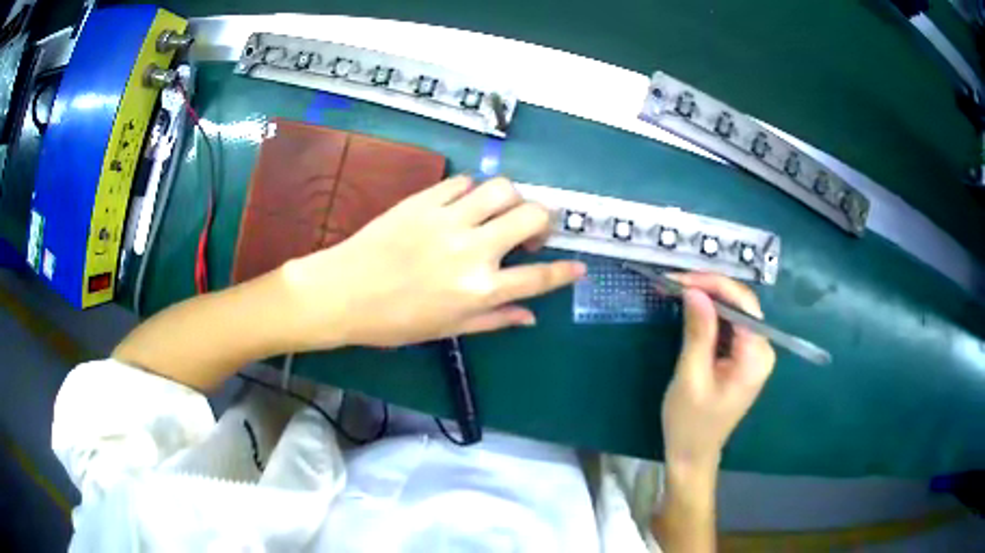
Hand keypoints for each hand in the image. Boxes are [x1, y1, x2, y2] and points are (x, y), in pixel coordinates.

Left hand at [282, 176, 585, 348]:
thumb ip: (495, 319)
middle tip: (529, 234)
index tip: (579, 266)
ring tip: (497, 214)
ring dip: (511, 200)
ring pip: (502, 188)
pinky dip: (473, 191)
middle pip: (532, 215)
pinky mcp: (425, 199)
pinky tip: (464, 206)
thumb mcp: (449, 329)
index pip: (539, 277)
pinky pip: (464, 182)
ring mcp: (448, 219)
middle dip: (543, 222)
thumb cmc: (395, 321)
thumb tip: (531, 316)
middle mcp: (472, 250)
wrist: (343, 292)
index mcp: (480, 289)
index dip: (566, 272)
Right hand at [660, 273, 775, 471]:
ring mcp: (754, 354)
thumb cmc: (690, 423)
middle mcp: (762, 350)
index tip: (681, 279)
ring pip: (736, 312)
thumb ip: (698, 332)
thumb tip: (694, 291)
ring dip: (708, 299)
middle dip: (710, 288)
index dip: (715, 285)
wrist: (693, 454)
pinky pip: (730, 326)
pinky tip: (691, 308)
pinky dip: (711, 314)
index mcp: (756, 357)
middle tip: (675, 283)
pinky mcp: (743, 357)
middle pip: (742, 305)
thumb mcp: (691, 376)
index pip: (744, 305)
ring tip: (678, 290)